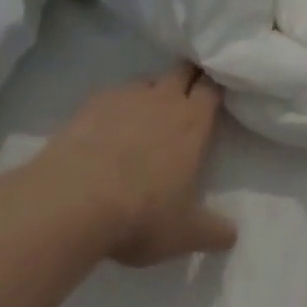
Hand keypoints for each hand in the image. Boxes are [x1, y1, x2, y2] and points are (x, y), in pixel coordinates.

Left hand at [35, 63, 237, 266]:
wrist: (73, 203)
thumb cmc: (140, 214)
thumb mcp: (183, 233)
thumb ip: (212, 231)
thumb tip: (232, 236)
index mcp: (192, 122)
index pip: (211, 87)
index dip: (213, 88)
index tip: (213, 96)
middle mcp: (163, 99)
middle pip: (182, 70)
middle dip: (187, 77)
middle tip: (185, 96)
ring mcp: (126, 97)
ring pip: (146, 81)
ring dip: (150, 93)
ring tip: (142, 119)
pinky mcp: (91, 104)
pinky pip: (111, 96)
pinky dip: (114, 108)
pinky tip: (104, 131)